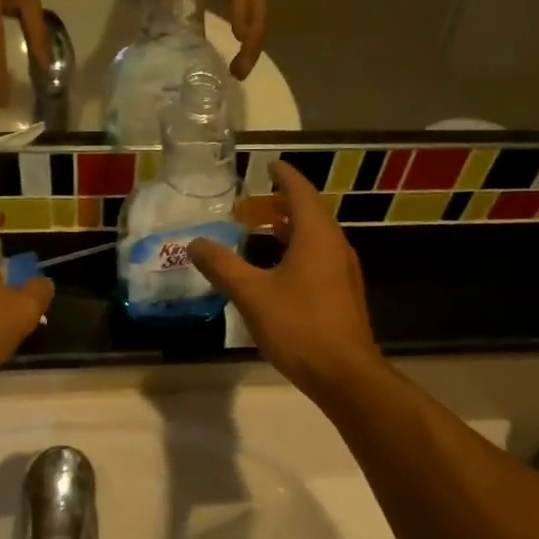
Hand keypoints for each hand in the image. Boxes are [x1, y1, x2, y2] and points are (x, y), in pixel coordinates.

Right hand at [186, 161, 380, 396]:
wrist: (344, 374)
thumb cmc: (299, 327)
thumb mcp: (252, 295)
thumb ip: (223, 266)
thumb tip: (195, 243)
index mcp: (316, 236)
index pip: (301, 192)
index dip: (284, 175)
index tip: (269, 164)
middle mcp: (335, 246)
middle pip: (310, 212)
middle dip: (283, 202)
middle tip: (253, 202)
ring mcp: (343, 271)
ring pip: (315, 237)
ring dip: (290, 228)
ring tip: (262, 229)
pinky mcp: (342, 293)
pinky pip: (319, 257)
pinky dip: (297, 250)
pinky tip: (277, 269)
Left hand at [190, 0, 266, 79]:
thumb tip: (160, 0)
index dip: (241, 11)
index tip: (238, 37)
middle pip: (259, 15)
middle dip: (251, 45)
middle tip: (237, 72)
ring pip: (260, 23)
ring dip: (252, 50)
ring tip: (239, 73)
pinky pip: (256, 23)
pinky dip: (249, 45)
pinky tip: (239, 62)